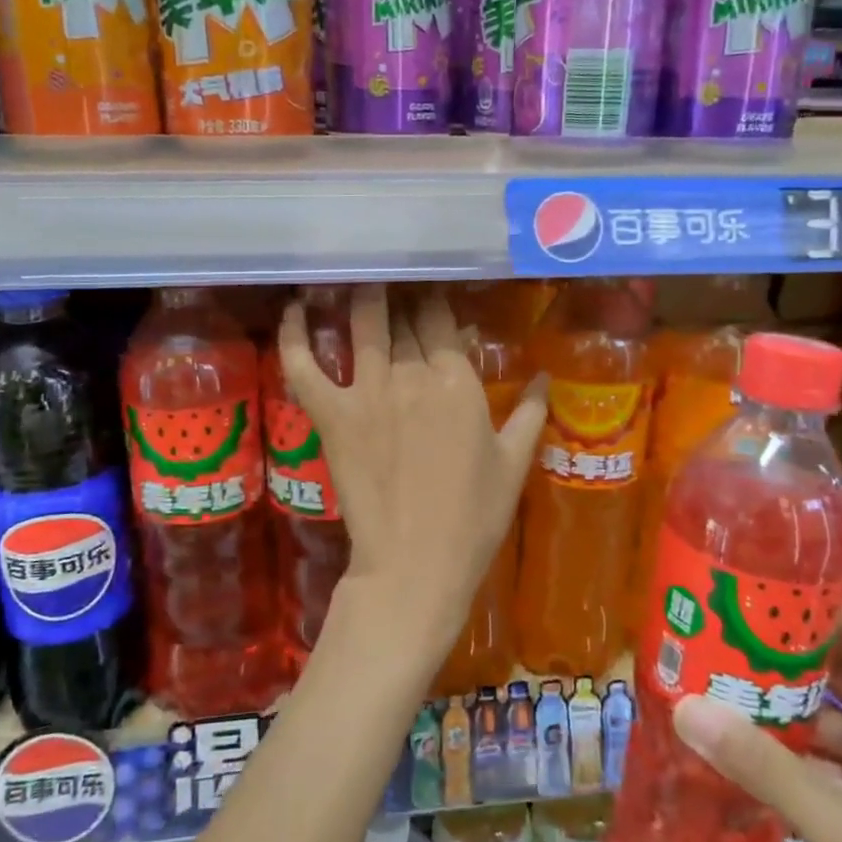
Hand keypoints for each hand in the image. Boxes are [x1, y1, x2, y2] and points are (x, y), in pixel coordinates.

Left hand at [277, 285, 546, 664]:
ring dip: (360, 297)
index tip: (431, 292)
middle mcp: (411, 375)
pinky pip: (305, 366)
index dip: (434, 301)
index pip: (441, 321)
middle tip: (396, 282)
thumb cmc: (473, 518)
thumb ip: (530, 412)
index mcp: (457, 382)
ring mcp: (367, 392)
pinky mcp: (331, 415)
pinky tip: (295, 309)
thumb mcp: (514, 463)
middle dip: (402, 296)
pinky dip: (294, 336)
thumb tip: (546, 375)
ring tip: (358, 278)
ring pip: (362, 325)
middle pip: (403, 318)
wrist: (415, 563)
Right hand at [670, 595, 841, 841]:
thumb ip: (764, 765)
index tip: (757, 570)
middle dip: (788, 641)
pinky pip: (827, 753)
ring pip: (834, 711)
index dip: (818, 595)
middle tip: (722, 614)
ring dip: (784, 692)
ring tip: (720, 662)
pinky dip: (789, 739)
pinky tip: (741, 733)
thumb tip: (686, 704)